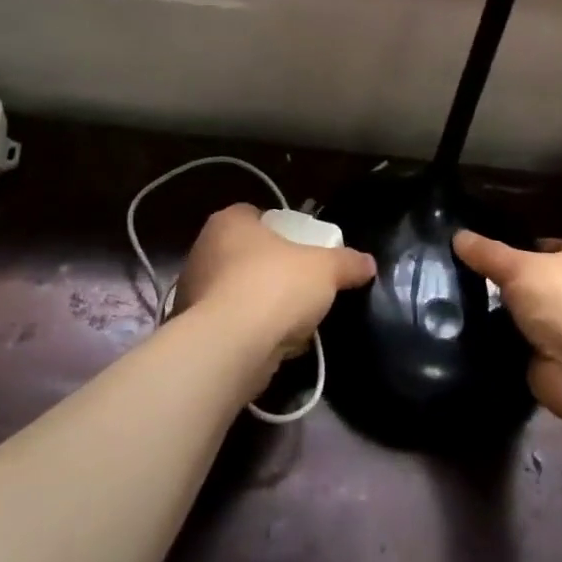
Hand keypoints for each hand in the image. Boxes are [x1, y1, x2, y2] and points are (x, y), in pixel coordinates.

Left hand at [176, 204, 375, 364]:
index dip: (279, 228)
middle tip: (301, 282)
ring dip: (262, 304)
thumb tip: (368, 263)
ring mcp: (193, 291)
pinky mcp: (194, 330)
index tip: (300, 246)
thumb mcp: (326, 269)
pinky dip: (251, 332)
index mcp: (229, 222)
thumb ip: (347, 263)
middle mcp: (204, 250)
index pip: (254, 214)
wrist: (231, 347)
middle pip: (245, 253)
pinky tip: (276, 345)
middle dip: (271, 268)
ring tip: (294, 319)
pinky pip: (231, 324)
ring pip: (237, 291)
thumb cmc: (275, 286)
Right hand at [453, 232, 561, 427]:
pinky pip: (511, 342)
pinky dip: (493, 341)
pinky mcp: (544, 358)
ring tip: (449, 303)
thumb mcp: (518, 266)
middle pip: (524, 280)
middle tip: (454, 275)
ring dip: (492, 313)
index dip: (509, 244)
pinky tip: (461, 333)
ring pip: (515, 312)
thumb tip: (457, 235)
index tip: (473, 248)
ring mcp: (559, 327)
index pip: (537, 245)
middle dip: (496, 281)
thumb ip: (487, 252)